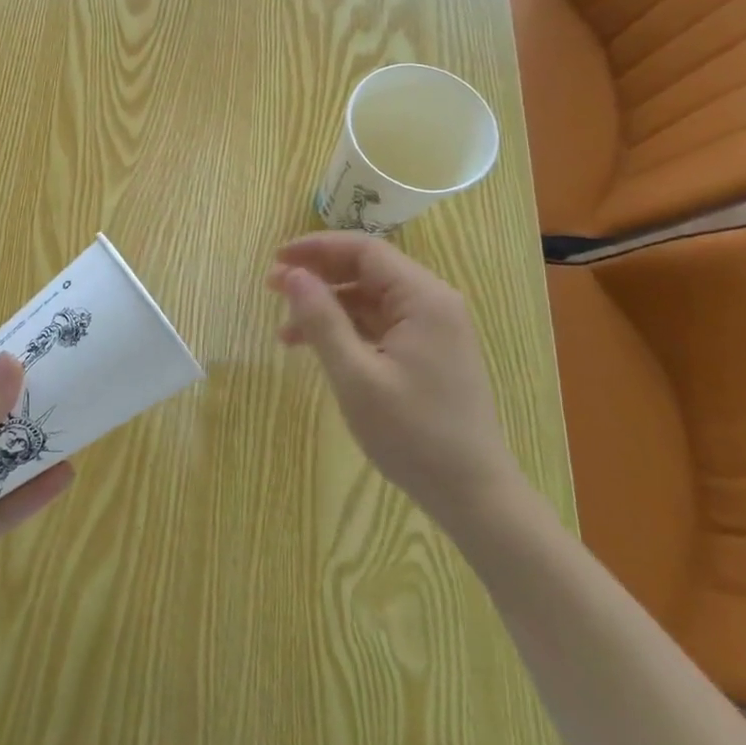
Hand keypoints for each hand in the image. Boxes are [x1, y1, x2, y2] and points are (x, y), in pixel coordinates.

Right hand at [265, 232, 520, 521]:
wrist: (473, 496)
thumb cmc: (412, 434)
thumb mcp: (355, 376)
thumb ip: (322, 320)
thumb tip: (292, 275)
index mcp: (423, 298)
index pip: (364, 250)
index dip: (316, 248)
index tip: (276, 260)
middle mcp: (433, 303)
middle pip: (367, 270)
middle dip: (318, 276)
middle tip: (272, 289)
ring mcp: (433, 328)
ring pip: (370, 298)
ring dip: (328, 306)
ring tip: (286, 330)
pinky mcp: (428, 352)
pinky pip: (380, 323)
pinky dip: (346, 328)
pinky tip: (317, 347)